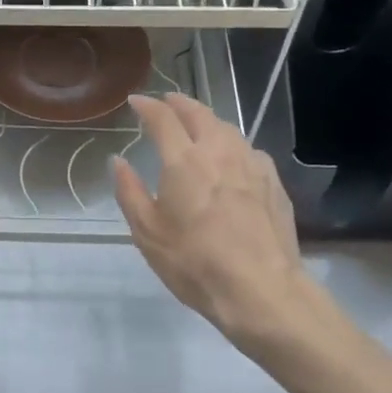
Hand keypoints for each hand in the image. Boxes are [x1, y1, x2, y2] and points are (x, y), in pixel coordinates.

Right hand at [112, 94, 320, 350]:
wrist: (262, 291)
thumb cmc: (195, 263)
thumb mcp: (148, 233)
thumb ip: (129, 191)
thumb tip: (118, 161)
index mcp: (184, 160)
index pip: (162, 118)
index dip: (147, 105)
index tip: (136, 101)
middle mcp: (219, 151)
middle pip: (199, 113)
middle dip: (180, 103)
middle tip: (167, 102)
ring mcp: (251, 164)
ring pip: (227, 128)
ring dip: (208, 120)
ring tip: (198, 125)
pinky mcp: (273, 182)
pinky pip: (248, 150)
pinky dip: (232, 144)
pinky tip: (231, 158)